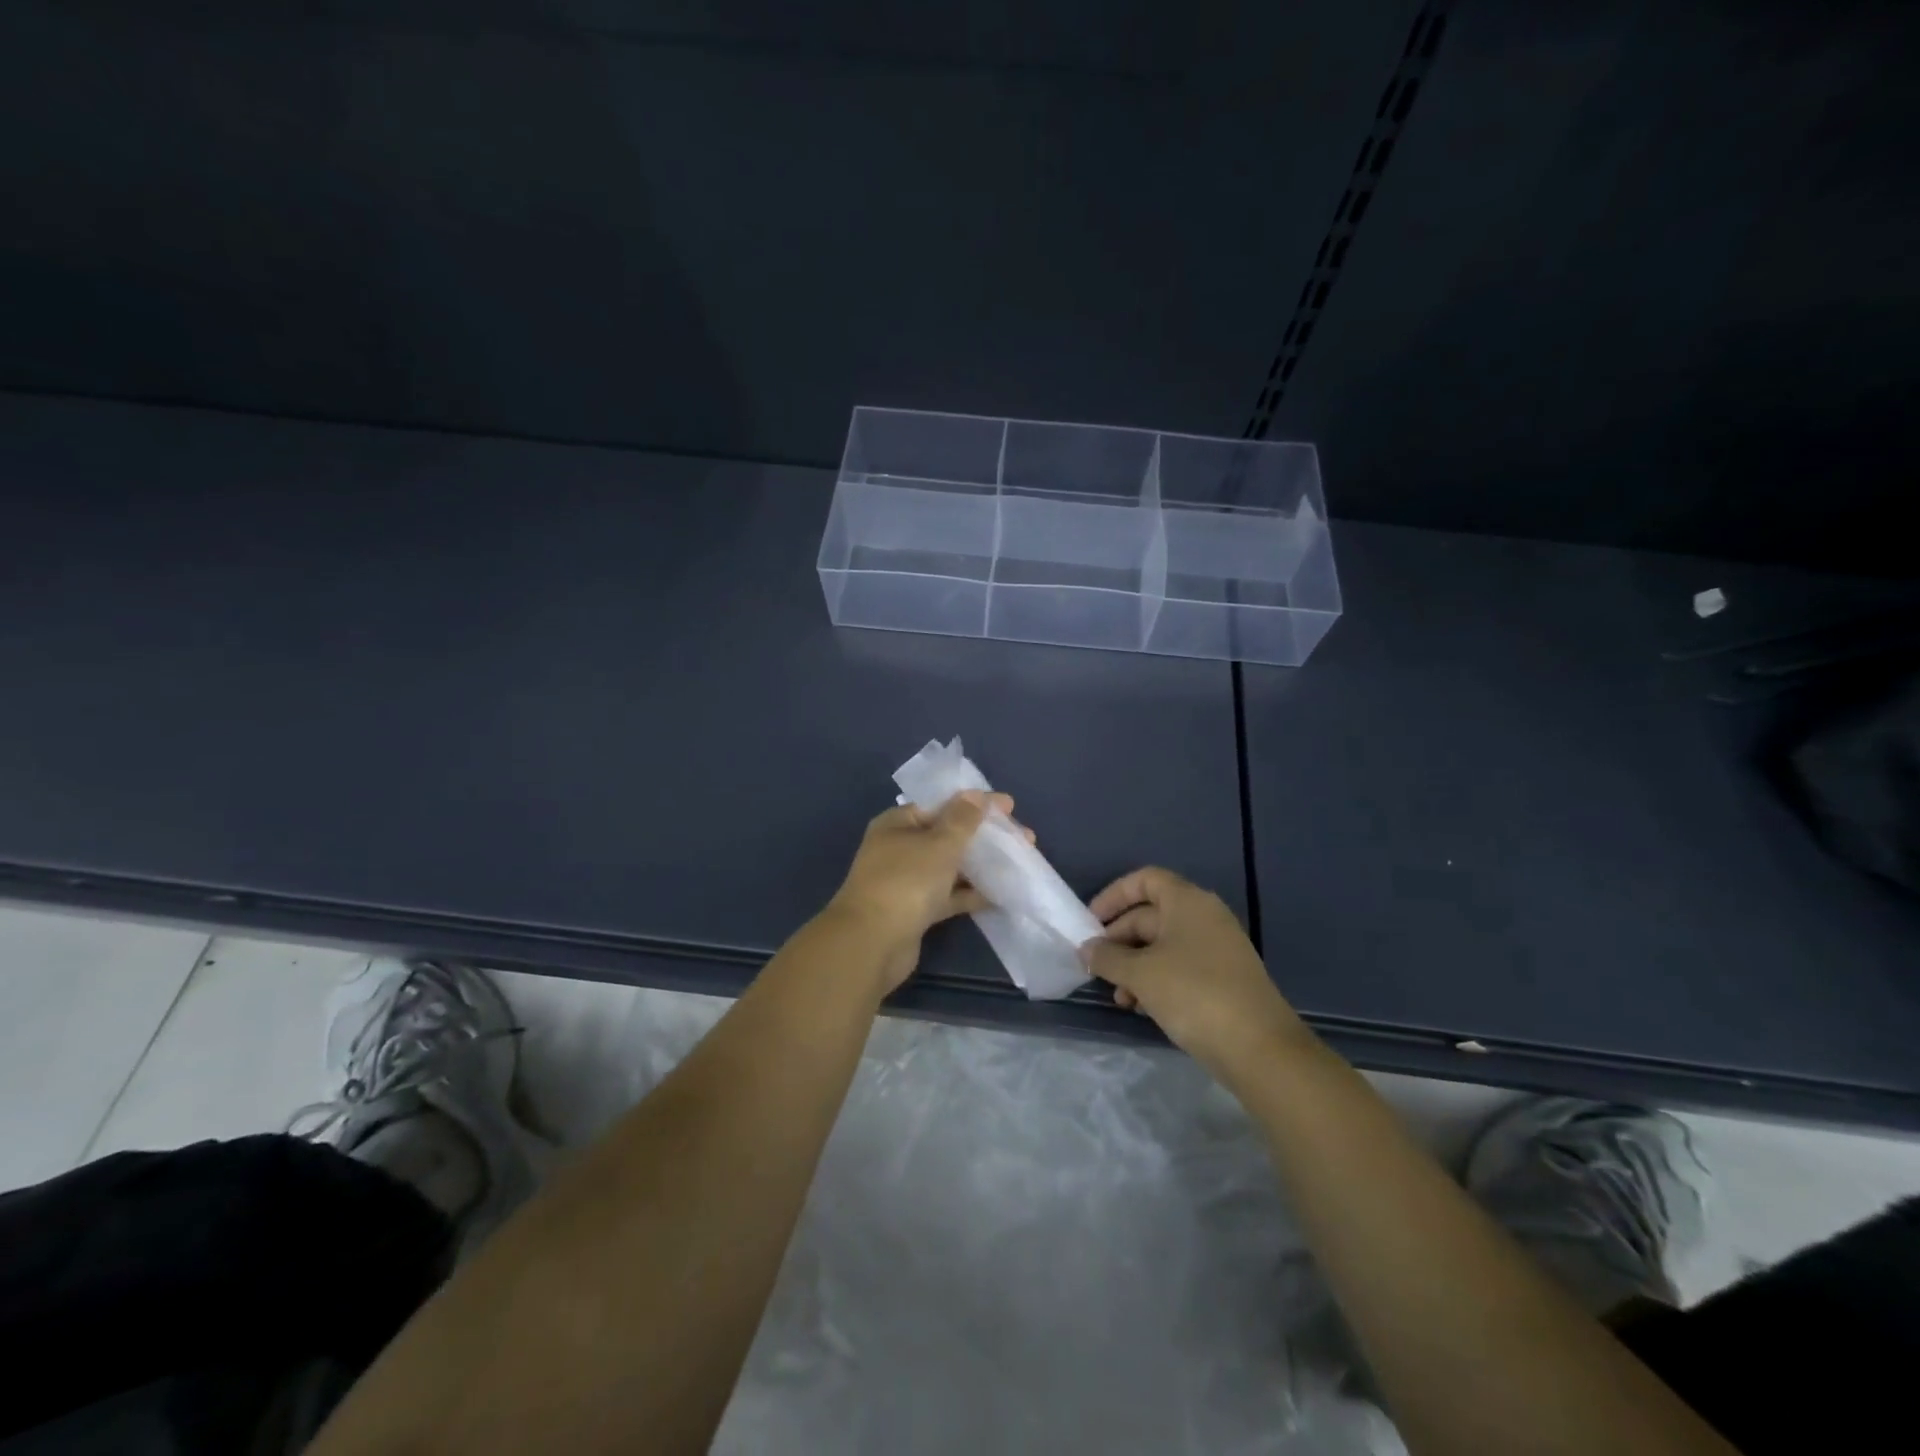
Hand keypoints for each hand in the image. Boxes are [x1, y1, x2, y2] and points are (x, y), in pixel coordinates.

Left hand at [824, 791, 1019, 992]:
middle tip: (1022, 838)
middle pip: (947, 836)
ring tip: (1018, 862)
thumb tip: (976, 794)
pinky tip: (1001, 894)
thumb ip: (962, 819)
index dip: (974, 803)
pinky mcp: (915, 911)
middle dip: (983, 836)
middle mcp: (899, 849)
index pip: (941, 805)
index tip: (1009, 806)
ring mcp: (907, 882)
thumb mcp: (939, 843)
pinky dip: (971, 893)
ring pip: (950, 867)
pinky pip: (948, 896)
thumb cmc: (906, 881)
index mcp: (897, 824)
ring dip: (980, 865)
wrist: (872, 943)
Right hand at [1083, 866, 1310, 1075]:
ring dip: (1134, 966)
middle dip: (1119, 939)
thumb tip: (1087, 949)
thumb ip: (1107, 957)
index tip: (1090, 922)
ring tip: (1119, 997)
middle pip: (1150, 915)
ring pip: (1163, 946)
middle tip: (1095, 966)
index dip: (1114, 896)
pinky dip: (1156, 981)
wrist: (1260, 1049)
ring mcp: (1217, 949)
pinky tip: (1141, 1008)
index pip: (1145, 880)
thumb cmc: (1194, 994)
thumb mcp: (1140, 974)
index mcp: (1187, 902)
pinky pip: (1179, 968)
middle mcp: (1204, 917)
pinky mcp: (1223, 980)